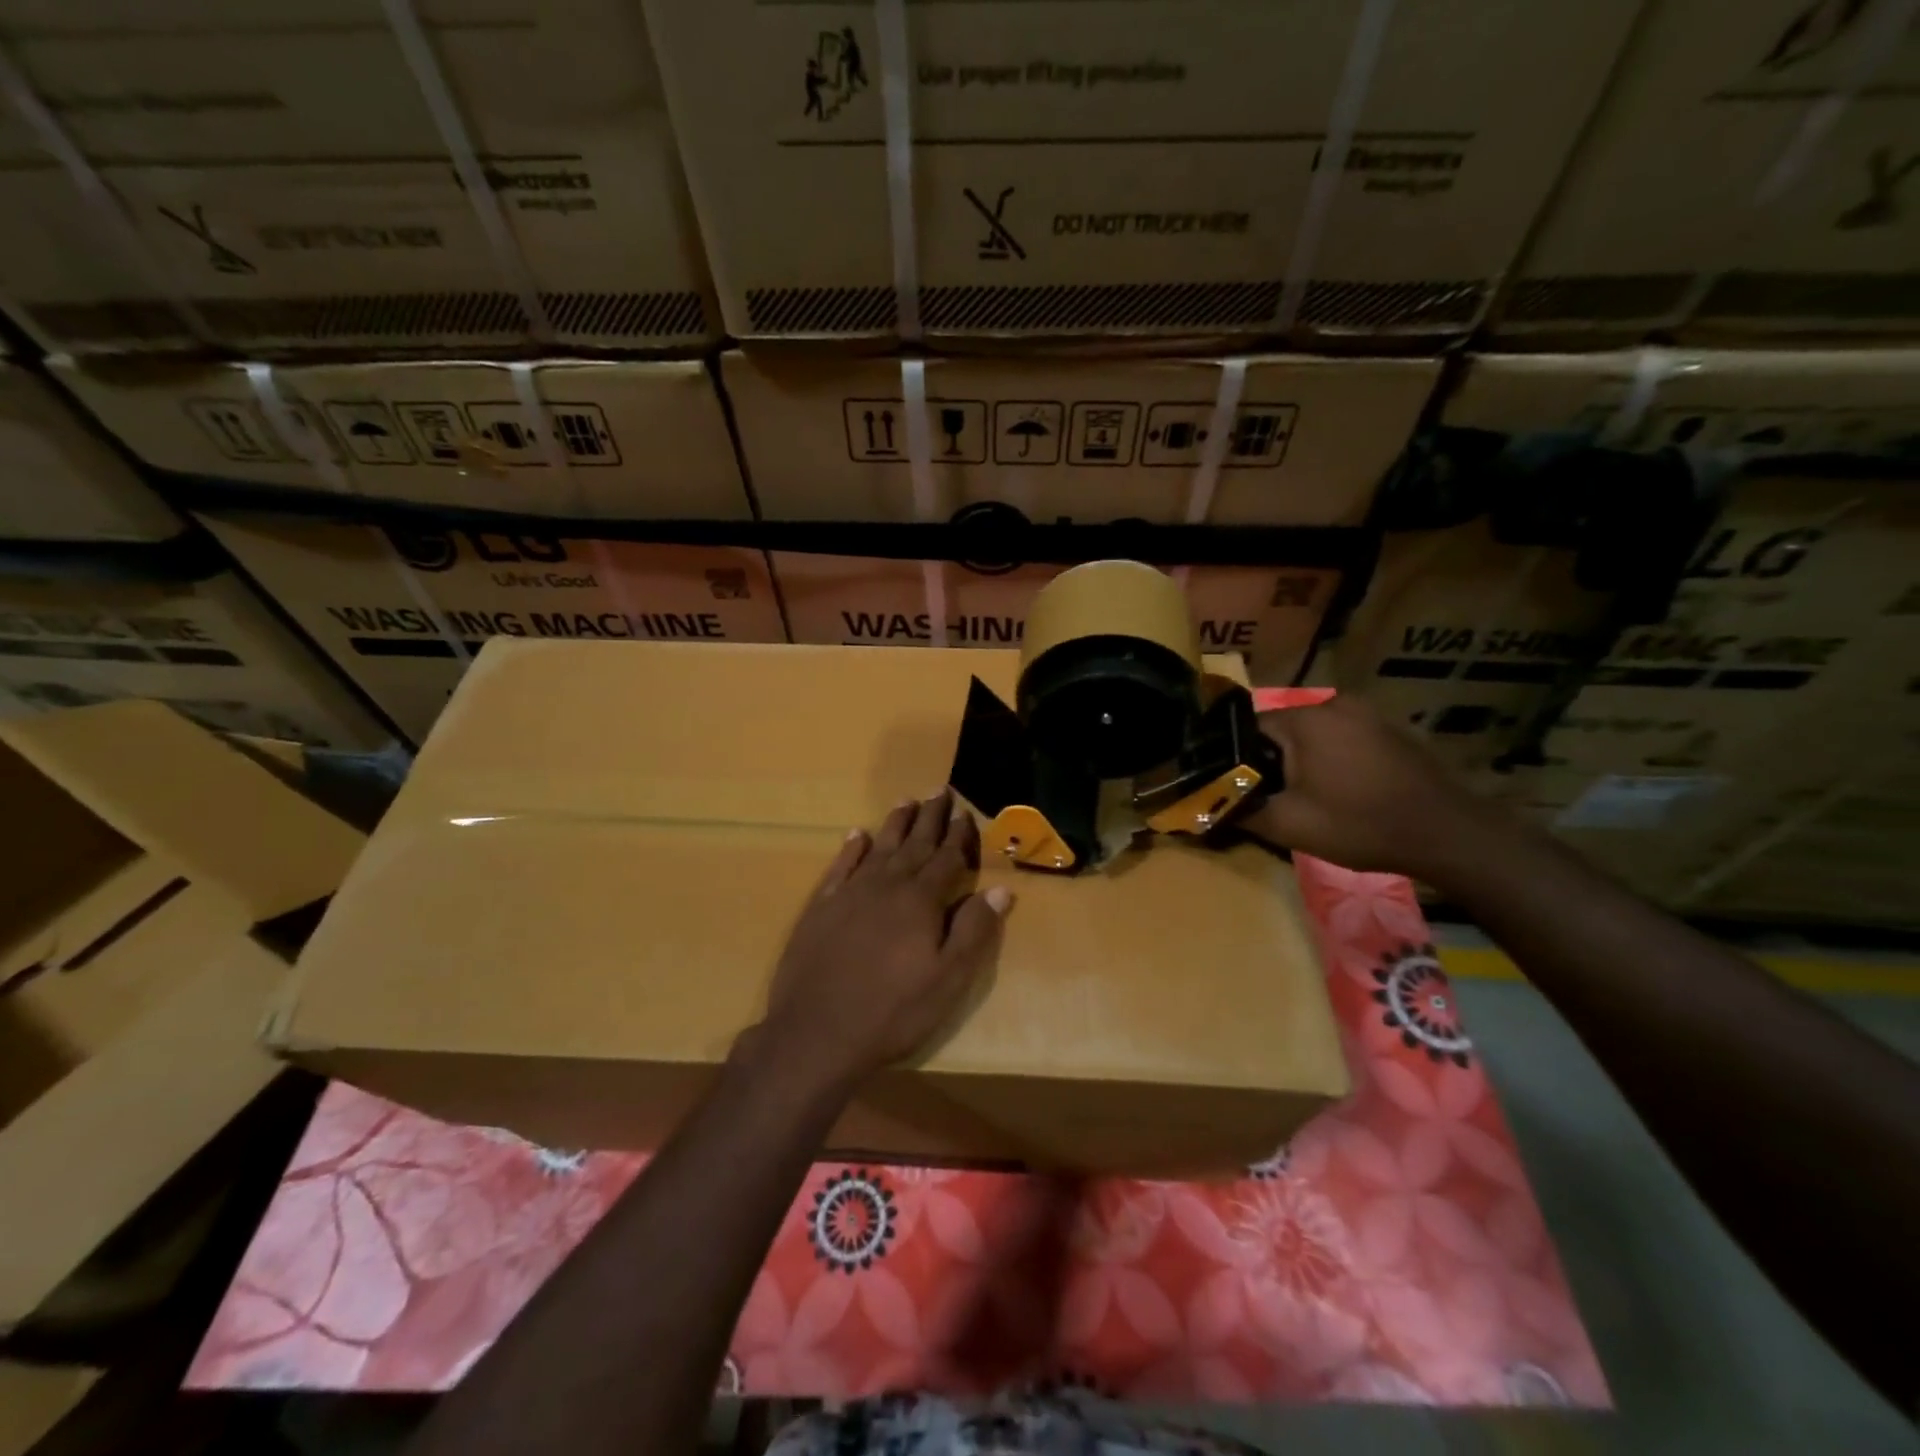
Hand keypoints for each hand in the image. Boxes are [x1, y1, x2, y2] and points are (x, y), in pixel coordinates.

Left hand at [754, 789, 1011, 1091]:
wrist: (816, 1034)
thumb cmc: (893, 1012)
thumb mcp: (948, 980)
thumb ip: (974, 931)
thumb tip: (1001, 889)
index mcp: (921, 901)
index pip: (947, 858)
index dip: (959, 836)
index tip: (966, 813)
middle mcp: (886, 886)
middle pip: (914, 844)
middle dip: (930, 817)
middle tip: (941, 790)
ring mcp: (850, 894)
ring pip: (879, 848)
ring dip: (895, 823)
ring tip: (907, 800)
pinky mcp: (821, 907)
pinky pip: (840, 867)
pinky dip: (851, 849)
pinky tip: (858, 835)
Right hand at [1240, 695, 1506, 885]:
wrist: (1448, 835)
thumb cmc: (1360, 825)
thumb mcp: (1289, 826)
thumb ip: (1242, 809)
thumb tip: (1209, 805)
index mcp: (1306, 719)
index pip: (1248, 729)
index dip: (1238, 760)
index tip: (1239, 788)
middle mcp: (1335, 704)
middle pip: (1282, 730)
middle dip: (1272, 762)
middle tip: (1272, 798)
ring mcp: (1368, 714)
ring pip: (1313, 735)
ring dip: (1303, 761)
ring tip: (1306, 797)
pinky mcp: (1390, 730)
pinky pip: (1343, 739)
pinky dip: (1332, 760)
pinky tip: (1341, 791)